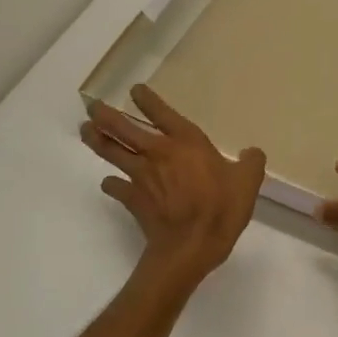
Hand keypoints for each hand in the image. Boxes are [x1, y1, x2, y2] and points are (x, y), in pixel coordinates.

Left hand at [81, 84, 265, 284]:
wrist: (190, 246)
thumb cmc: (220, 208)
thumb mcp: (248, 182)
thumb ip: (251, 162)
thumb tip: (251, 152)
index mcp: (186, 142)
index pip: (162, 113)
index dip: (147, 100)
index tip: (135, 90)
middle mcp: (158, 153)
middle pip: (123, 128)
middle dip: (106, 115)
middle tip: (93, 107)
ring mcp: (141, 176)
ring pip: (112, 152)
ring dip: (97, 141)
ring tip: (86, 131)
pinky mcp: (133, 200)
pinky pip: (116, 187)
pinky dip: (111, 184)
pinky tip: (109, 183)